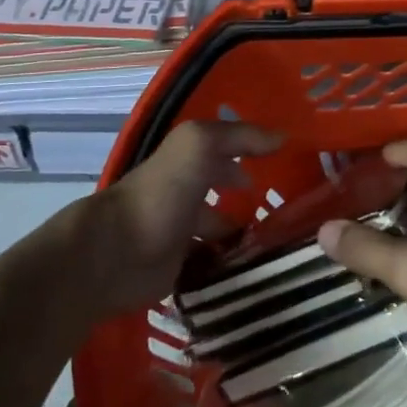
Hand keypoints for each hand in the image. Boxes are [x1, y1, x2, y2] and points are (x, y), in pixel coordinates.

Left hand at [82, 120, 281, 314]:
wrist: (118, 254)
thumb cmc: (161, 193)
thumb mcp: (199, 145)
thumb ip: (240, 136)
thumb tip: (282, 137)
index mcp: (188, 163)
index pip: (227, 153)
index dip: (253, 154)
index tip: (286, 165)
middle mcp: (185, 195)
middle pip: (224, 192)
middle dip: (251, 198)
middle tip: (289, 209)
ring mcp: (182, 234)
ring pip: (221, 231)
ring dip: (246, 235)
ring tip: (281, 243)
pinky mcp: (179, 271)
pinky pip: (213, 266)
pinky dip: (231, 267)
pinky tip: (258, 269)